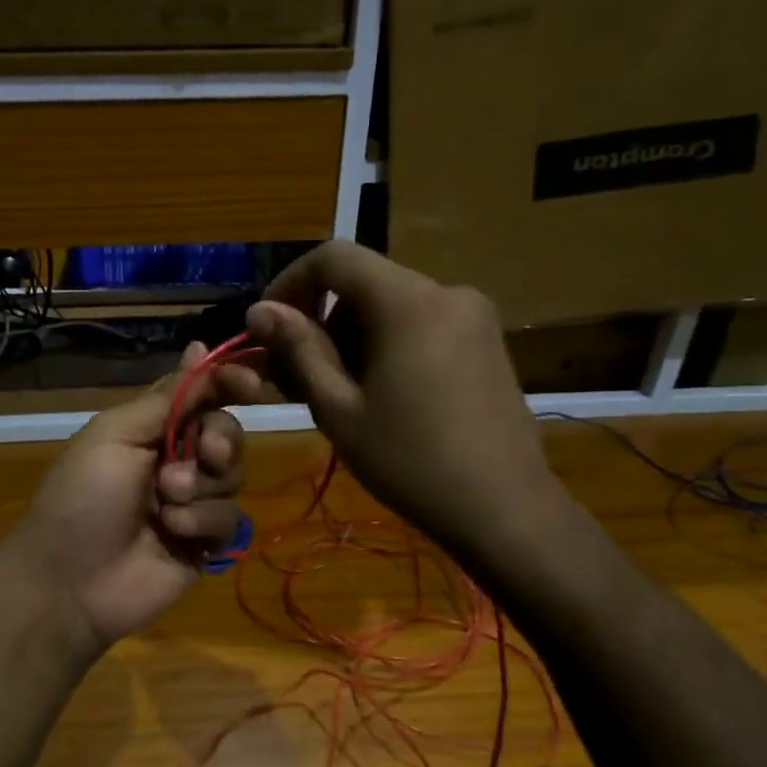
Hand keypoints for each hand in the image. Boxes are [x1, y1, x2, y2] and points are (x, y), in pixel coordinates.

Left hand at [3, 341, 260, 653]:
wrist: (69, 582)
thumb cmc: (83, 496)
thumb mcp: (116, 434)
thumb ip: (166, 396)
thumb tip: (198, 346)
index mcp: (152, 428)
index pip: (203, 395)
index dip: (229, 384)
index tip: (250, 386)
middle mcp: (177, 460)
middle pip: (227, 433)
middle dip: (220, 440)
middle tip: (203, 453)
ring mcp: (193, 503)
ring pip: (233, 476)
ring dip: (202, 487)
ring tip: (166, 503)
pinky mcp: (206, 542)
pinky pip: (231, 520)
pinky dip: (203, 522)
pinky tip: (173, 534)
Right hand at [245, 241, 562, 557]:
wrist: (506, 510)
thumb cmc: (411, 462)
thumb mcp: (339, 409)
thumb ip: (298, 350)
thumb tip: (259, 309)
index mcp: (408, 302)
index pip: (334, 257)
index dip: (290, 282)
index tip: (269, 327)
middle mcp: (446, 292)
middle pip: (363, 283)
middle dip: (322, 320)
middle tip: (298, 377)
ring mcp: (474, 315)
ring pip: (391, 305)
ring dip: (353, 336)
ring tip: (341, 395)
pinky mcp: (487, 340)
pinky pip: (421, 323)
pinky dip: (388, 344)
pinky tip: (383, 395)